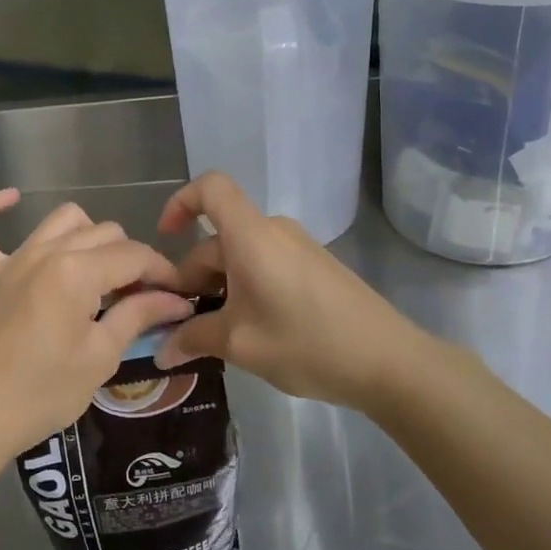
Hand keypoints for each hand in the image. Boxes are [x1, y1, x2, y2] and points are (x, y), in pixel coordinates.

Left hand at [0, 189, 194, 463]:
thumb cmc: (43, 393)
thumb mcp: (101, 356)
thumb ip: (138, 315)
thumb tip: (177, 299)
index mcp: (76, 272)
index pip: (134, 256)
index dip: (162, 272)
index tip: (177, 295)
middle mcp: (44, 253)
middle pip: (103, 233)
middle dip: (130, 259)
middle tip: (139, 298)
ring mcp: (9, 260)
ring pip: (60, 221)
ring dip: (88, 236)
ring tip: (98, 272)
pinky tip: (10, 200)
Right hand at [153, 172, 462, 409]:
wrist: (389, 361)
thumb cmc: (307, 343)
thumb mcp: (240, 344)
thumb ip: (194, 338)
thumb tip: (160, 349)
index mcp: (251, 236)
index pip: (210, 187)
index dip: (180, 202)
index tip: (165, 239)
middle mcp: (274, 231)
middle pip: (219, 237)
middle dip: (194, 276)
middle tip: (185, 325)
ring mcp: (298, 248)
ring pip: (241, 255)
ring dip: (220, 287)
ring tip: (217, 335)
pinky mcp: (315, 266)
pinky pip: (265, 264)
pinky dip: (246, 288)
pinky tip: (251, 330)